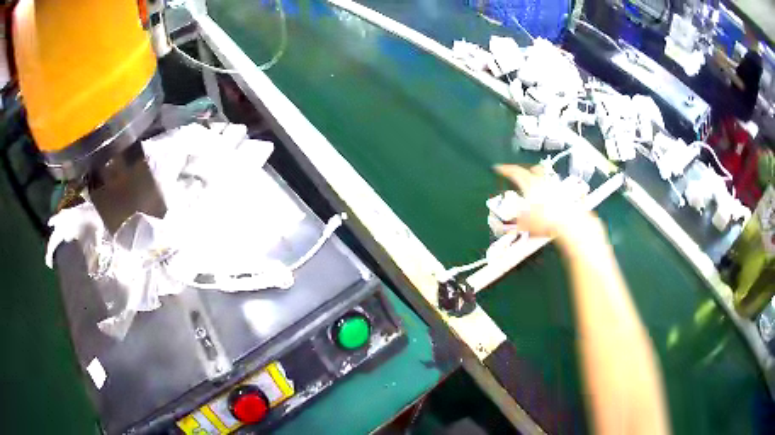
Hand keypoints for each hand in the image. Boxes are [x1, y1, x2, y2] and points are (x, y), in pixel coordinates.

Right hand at [494, 164, 599, 240]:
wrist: (569, 223)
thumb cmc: (546, 220)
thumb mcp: (525, 224)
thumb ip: (516, 222)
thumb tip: (508, 227)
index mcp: (530, 184)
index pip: (515, 172)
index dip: (505, 169)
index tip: (499, 168)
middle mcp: (542, 181)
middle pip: (532, 169)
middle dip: (525, 170)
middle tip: (520, 174)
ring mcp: (555, 186)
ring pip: (544, 176)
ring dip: (538, 178)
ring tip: (535, 184)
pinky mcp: (565, 193)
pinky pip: (554, 187)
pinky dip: (549, 188)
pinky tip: (549, 197)